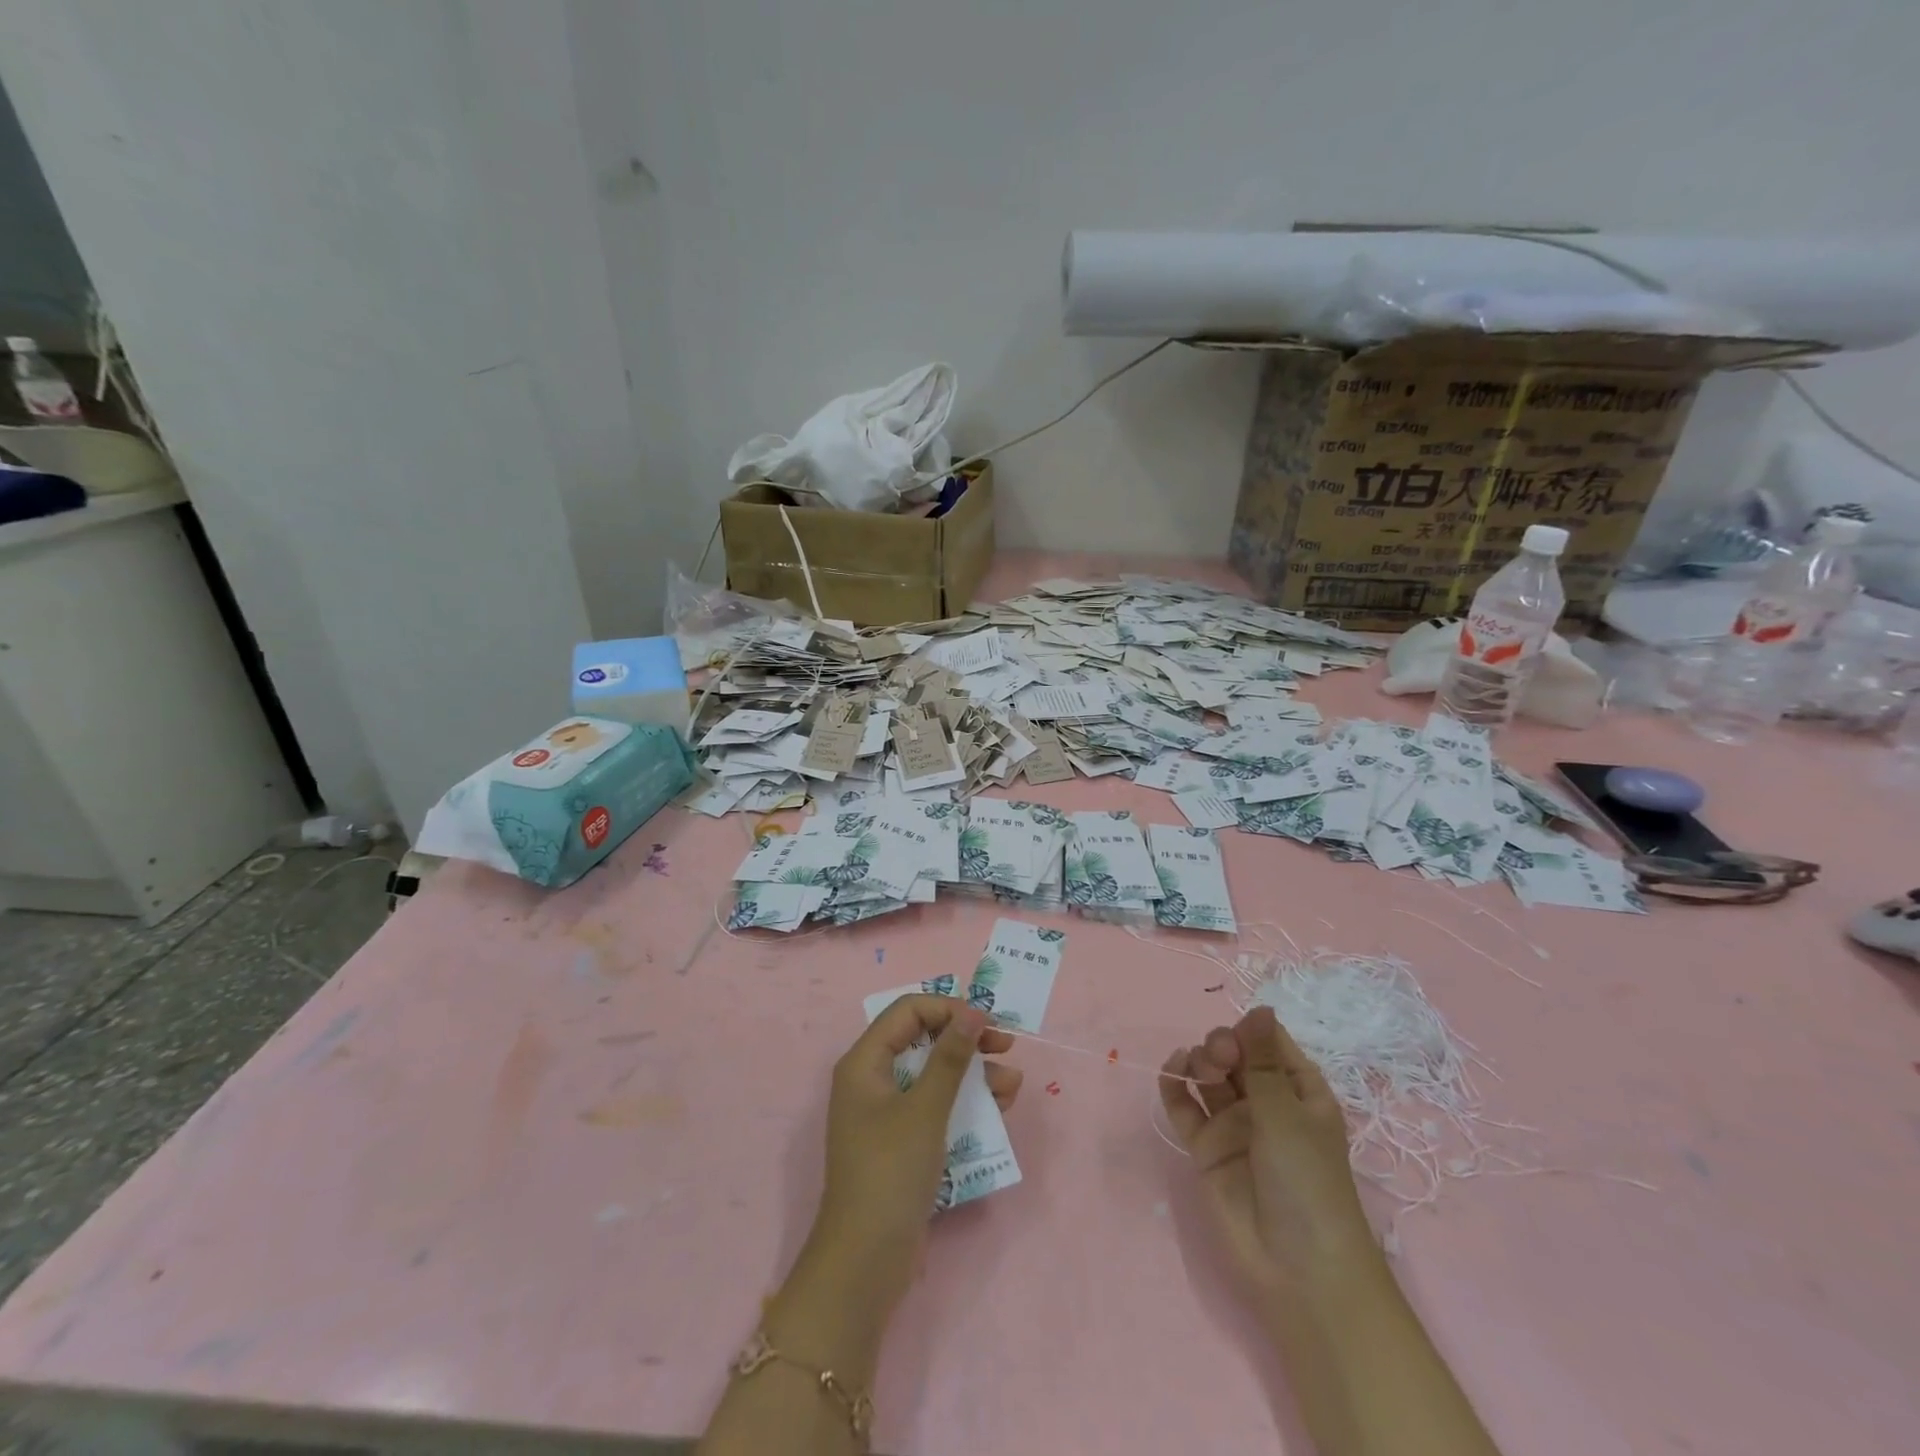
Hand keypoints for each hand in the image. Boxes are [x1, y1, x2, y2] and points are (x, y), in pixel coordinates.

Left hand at [811, 995, 1021, 1315]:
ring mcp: (886, 1111)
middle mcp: (872, 1078)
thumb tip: (974, 1011)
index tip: (988, 1022)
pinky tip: (999, 1107)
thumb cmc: (891, 1173)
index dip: (949, 1009)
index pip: (909, 1011)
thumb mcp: (925, 1109)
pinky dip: (965, 1101)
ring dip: (973, 1072)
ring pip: (934, 1073)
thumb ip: (951, 1057)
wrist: (866, 1262)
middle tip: (1006, 1044)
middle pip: (923, 1039)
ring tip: (1012, 1083)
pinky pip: (935, 1105)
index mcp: (865, 1062)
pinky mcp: (902, 1140)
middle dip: (966, 1039)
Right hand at [1159, 1006, 1376, 1300]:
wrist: (1296, 1269)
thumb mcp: (1288, 1114)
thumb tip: (1260, 1006)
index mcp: (1298, 1091)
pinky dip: (1174, 1085)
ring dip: (1200, 1060)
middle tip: (1219, 1058)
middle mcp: (1264, 1103)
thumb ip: (1262, 1061)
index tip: (1239, 1039)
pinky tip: (1172, 1070)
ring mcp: (1233, 1126)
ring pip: (1208, 1076)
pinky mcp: (1205, 1148)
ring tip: (1198, 1069)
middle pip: (1234, 1055)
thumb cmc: (1307, 1183)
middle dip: (1221, 1045)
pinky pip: (1184, 1106)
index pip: (1269, 1043)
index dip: (1250, 1032)